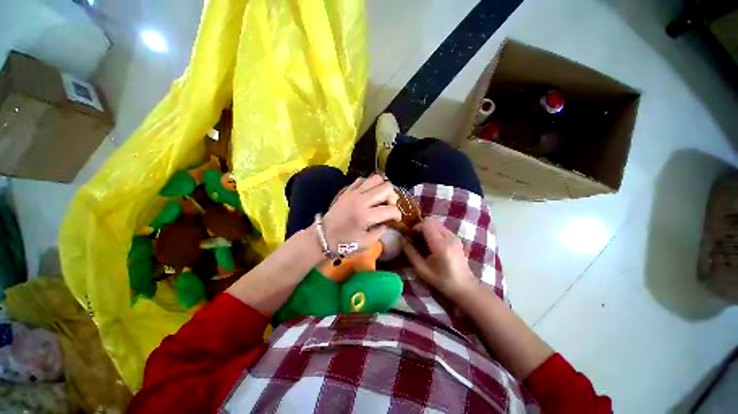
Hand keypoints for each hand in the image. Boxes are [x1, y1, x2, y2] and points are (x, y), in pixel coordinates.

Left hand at [322, 175, 400, 250]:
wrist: (323, 236)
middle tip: (387, 206)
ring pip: (375, 178)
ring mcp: (353, 193)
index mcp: (366, 216)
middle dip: (392, 197)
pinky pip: (362, 180)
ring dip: (381, 188)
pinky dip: (369, 184)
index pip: (391, 209)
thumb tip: (388, 222)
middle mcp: (361, 200)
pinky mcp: (347, 190)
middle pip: (386, 187)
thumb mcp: (366, 242)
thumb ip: (381, 231)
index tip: (396, 219)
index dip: (397, 214)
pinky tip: (368, 194)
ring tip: (379, 198)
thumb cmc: (345, 243)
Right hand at [402, 218, 476, 301]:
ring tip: (423, 243)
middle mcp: (449, 237)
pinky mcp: (456, 238)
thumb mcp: (422, 269)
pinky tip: (432, 245)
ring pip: (436, 224)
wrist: (465, 286)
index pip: (427, 223)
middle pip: (431, 221)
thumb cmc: (442, 280)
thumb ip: (410, 253)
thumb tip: (402, 239)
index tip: (411, 236)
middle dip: (421, 227)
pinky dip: (434, 232)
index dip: (416, 227)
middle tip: (415, 239)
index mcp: (441, 245)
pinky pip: (442, 229)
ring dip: (427, 230)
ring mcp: (455, 236)